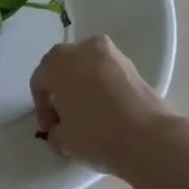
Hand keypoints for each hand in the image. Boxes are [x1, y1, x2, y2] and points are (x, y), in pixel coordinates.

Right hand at [29, 36, 172, 174]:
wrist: (148, 137)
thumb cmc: (95, 134)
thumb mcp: (62, 139)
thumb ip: (55, 129)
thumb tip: (60, 128)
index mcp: (58, 62)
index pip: (40, 81)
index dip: (42, 107)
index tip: (50, 129)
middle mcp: (83, 49)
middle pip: (64, 68)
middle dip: (61, 90)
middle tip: (65, 117)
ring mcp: (111, 53)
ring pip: (87, 68)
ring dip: (83, 86)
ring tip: (87, 114)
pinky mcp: (133, 65)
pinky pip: (107, 73)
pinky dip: (103, 87)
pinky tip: (107, 110)